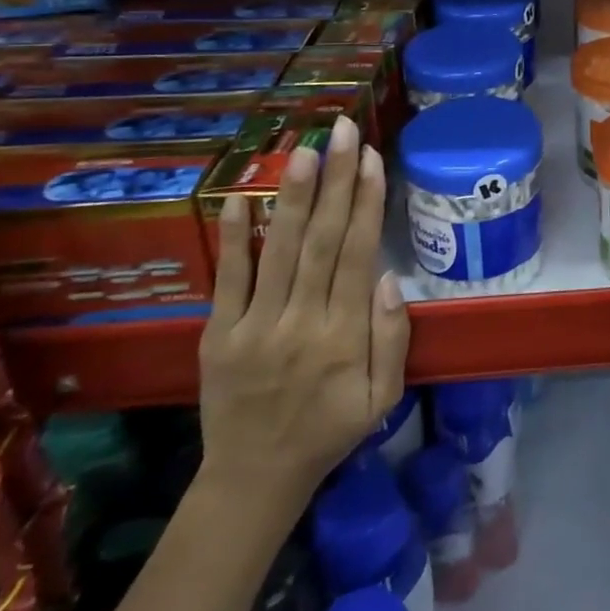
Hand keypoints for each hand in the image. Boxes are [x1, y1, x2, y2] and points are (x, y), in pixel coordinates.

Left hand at [198, 116, 409, 517]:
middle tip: (343, 132)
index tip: (372, 158)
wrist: (254, 478)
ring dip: (293, 195)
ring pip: (279, 249)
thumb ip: (392, 338)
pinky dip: (235, 236)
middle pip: (322, 239)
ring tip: (305, 149)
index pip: (358, 254)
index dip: (366, 202)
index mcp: (344, 335)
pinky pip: (228, 278)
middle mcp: (300, 321)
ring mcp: (254, 326)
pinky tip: (240, 196)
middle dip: (336, 180)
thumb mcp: (383, 397)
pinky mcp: (217, 334)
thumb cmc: (330, 430)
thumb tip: (390, 277)